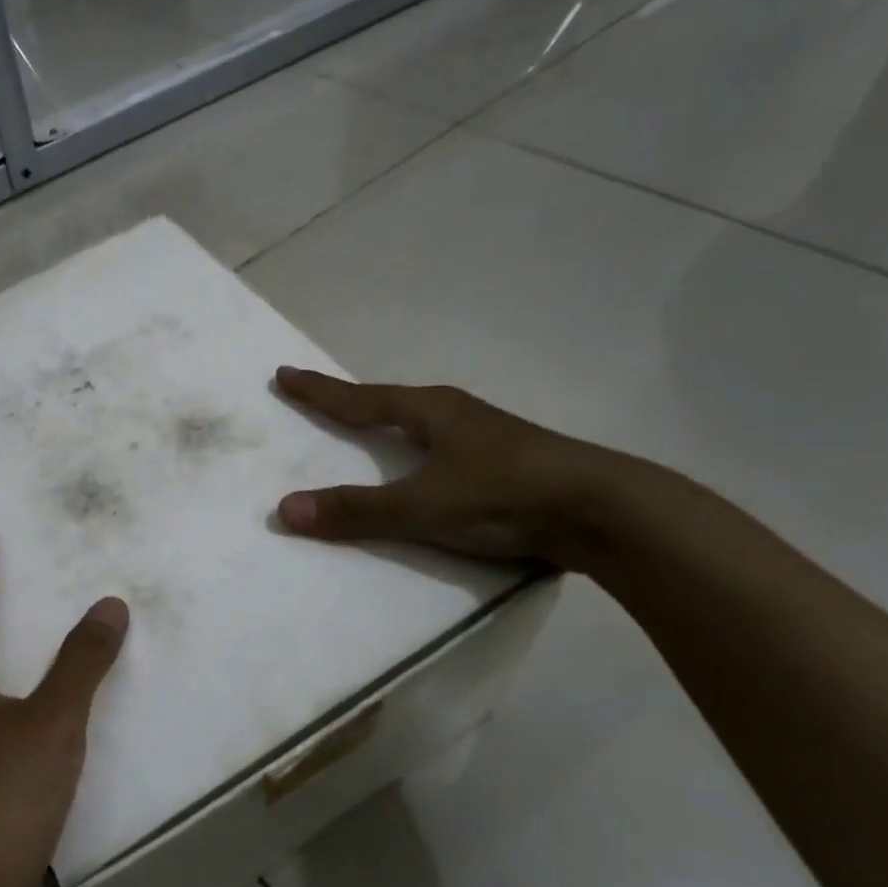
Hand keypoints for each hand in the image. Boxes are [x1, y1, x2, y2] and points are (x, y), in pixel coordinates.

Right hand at [273, 367, 615, 565]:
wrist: (603, 511)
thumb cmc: (504, 496)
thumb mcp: (421, 507)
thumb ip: (356, 511)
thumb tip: (284, 511)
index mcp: (431, 411)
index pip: (360, 398)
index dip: (320, 391)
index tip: (284, 375)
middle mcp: (456, 415)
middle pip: (391, 402)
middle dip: (354, 402)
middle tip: (323, 401)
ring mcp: (486, 437)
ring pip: (423, 425)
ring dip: (390, 426)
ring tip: (370, 432)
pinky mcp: (507, 465)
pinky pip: (444, 451)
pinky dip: (418, 455)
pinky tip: (425, 470)